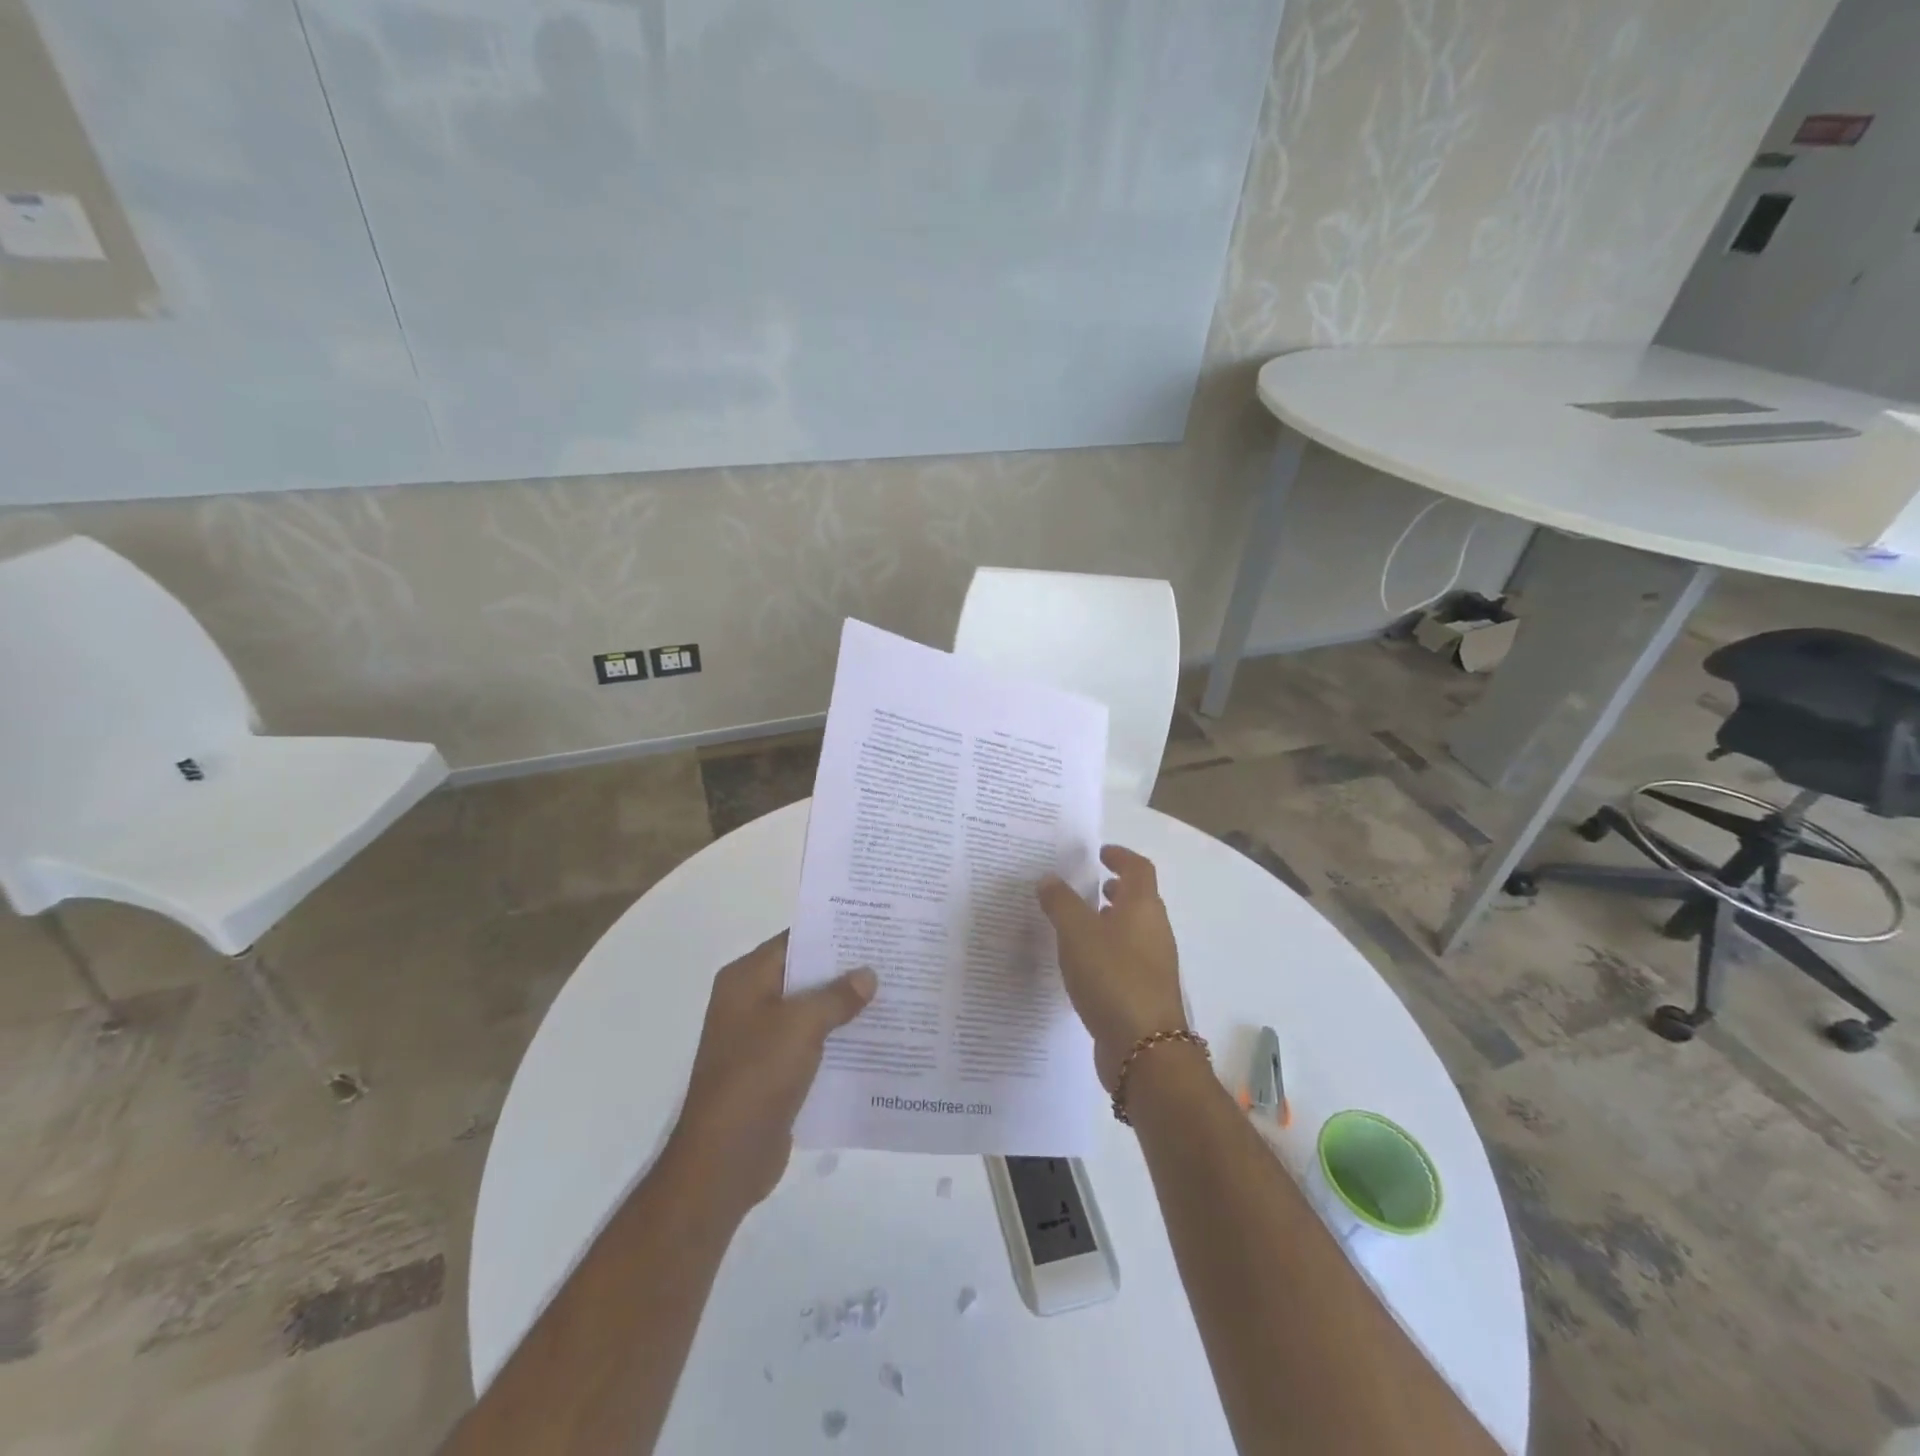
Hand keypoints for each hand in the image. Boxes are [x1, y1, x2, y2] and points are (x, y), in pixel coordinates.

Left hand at [663, 933, 876, 1217]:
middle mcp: (750, 1002)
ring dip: (845, 1007)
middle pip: (804, 975)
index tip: (873, 927)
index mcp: (746, 979)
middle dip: (845, 970)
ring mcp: (761, 1039)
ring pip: (811, 1011)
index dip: (832, 933)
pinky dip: (838, 1040)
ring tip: (893, 994)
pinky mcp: (774, 1072)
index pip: (794, 941)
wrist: (724, 1159)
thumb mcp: (801, 1025)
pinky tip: (877, 1039)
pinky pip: (812, 1044)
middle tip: (892, 959)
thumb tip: (868, 974)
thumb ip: (837, 995)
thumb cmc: (757, 1075)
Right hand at [1038, 845, 1187, 1090]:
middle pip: (1139, 899)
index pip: (1139, 869)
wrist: (1144, 1049)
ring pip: (1132, 931)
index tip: (1100, 853)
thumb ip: (1060, 902)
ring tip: (1077, 924)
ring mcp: (1153, 965)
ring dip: (1110, 921)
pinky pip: (1125, 959)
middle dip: (1115, 889)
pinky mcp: (1144, 994)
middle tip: (1087, 886)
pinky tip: (1081, 965)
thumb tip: (1050, 879)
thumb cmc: (1112, 977)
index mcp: (1143, 908)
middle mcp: (1154, 931)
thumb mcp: (1076, 933)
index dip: (1121, 856)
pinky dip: (1107, 950)